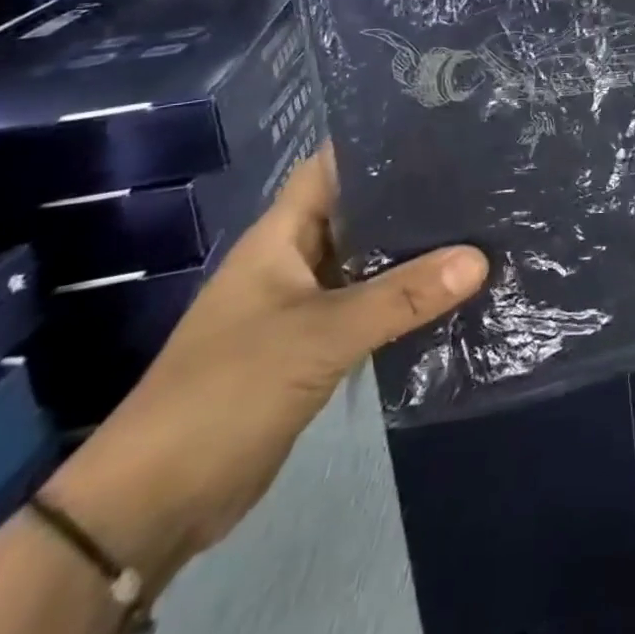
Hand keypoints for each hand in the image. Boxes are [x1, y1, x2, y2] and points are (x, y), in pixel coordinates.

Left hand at [45, 147, 486, 584]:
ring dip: (414, 251)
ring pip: (368, 262)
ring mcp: (303, 306)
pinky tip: (452, 291)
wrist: (154, 505)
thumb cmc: (226, 393)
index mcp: (280, 238)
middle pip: (359, 213)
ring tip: (481, 225)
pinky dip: (405, 298)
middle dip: (412, 196)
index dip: (379, 143)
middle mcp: (293, 262)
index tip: (441, 128)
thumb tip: (480, 258)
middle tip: (480, 177)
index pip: (332, 167)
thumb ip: (401, 296)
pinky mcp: (314, 348)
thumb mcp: (319, 336)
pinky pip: (369, 307)